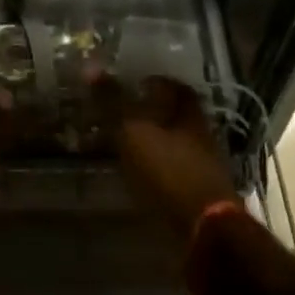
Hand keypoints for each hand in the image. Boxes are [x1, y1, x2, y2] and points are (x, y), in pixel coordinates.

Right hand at [91, 75, 241, 242]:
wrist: (204, 229)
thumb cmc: (169, 171)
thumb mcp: (134, 132)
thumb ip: (113, 102)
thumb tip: (90, 66)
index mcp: (191, 115)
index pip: (176, 88)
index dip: (156, 82)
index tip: (133, 83)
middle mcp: (202, 136)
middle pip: (176, 117)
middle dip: (152, 113)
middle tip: (122, 113)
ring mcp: (203, 167)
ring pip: (174, 144)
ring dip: (153, 142)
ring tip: (123, 144)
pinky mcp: (197, 194)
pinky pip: (172, 170)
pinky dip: (155, 167)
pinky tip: (136, 173)